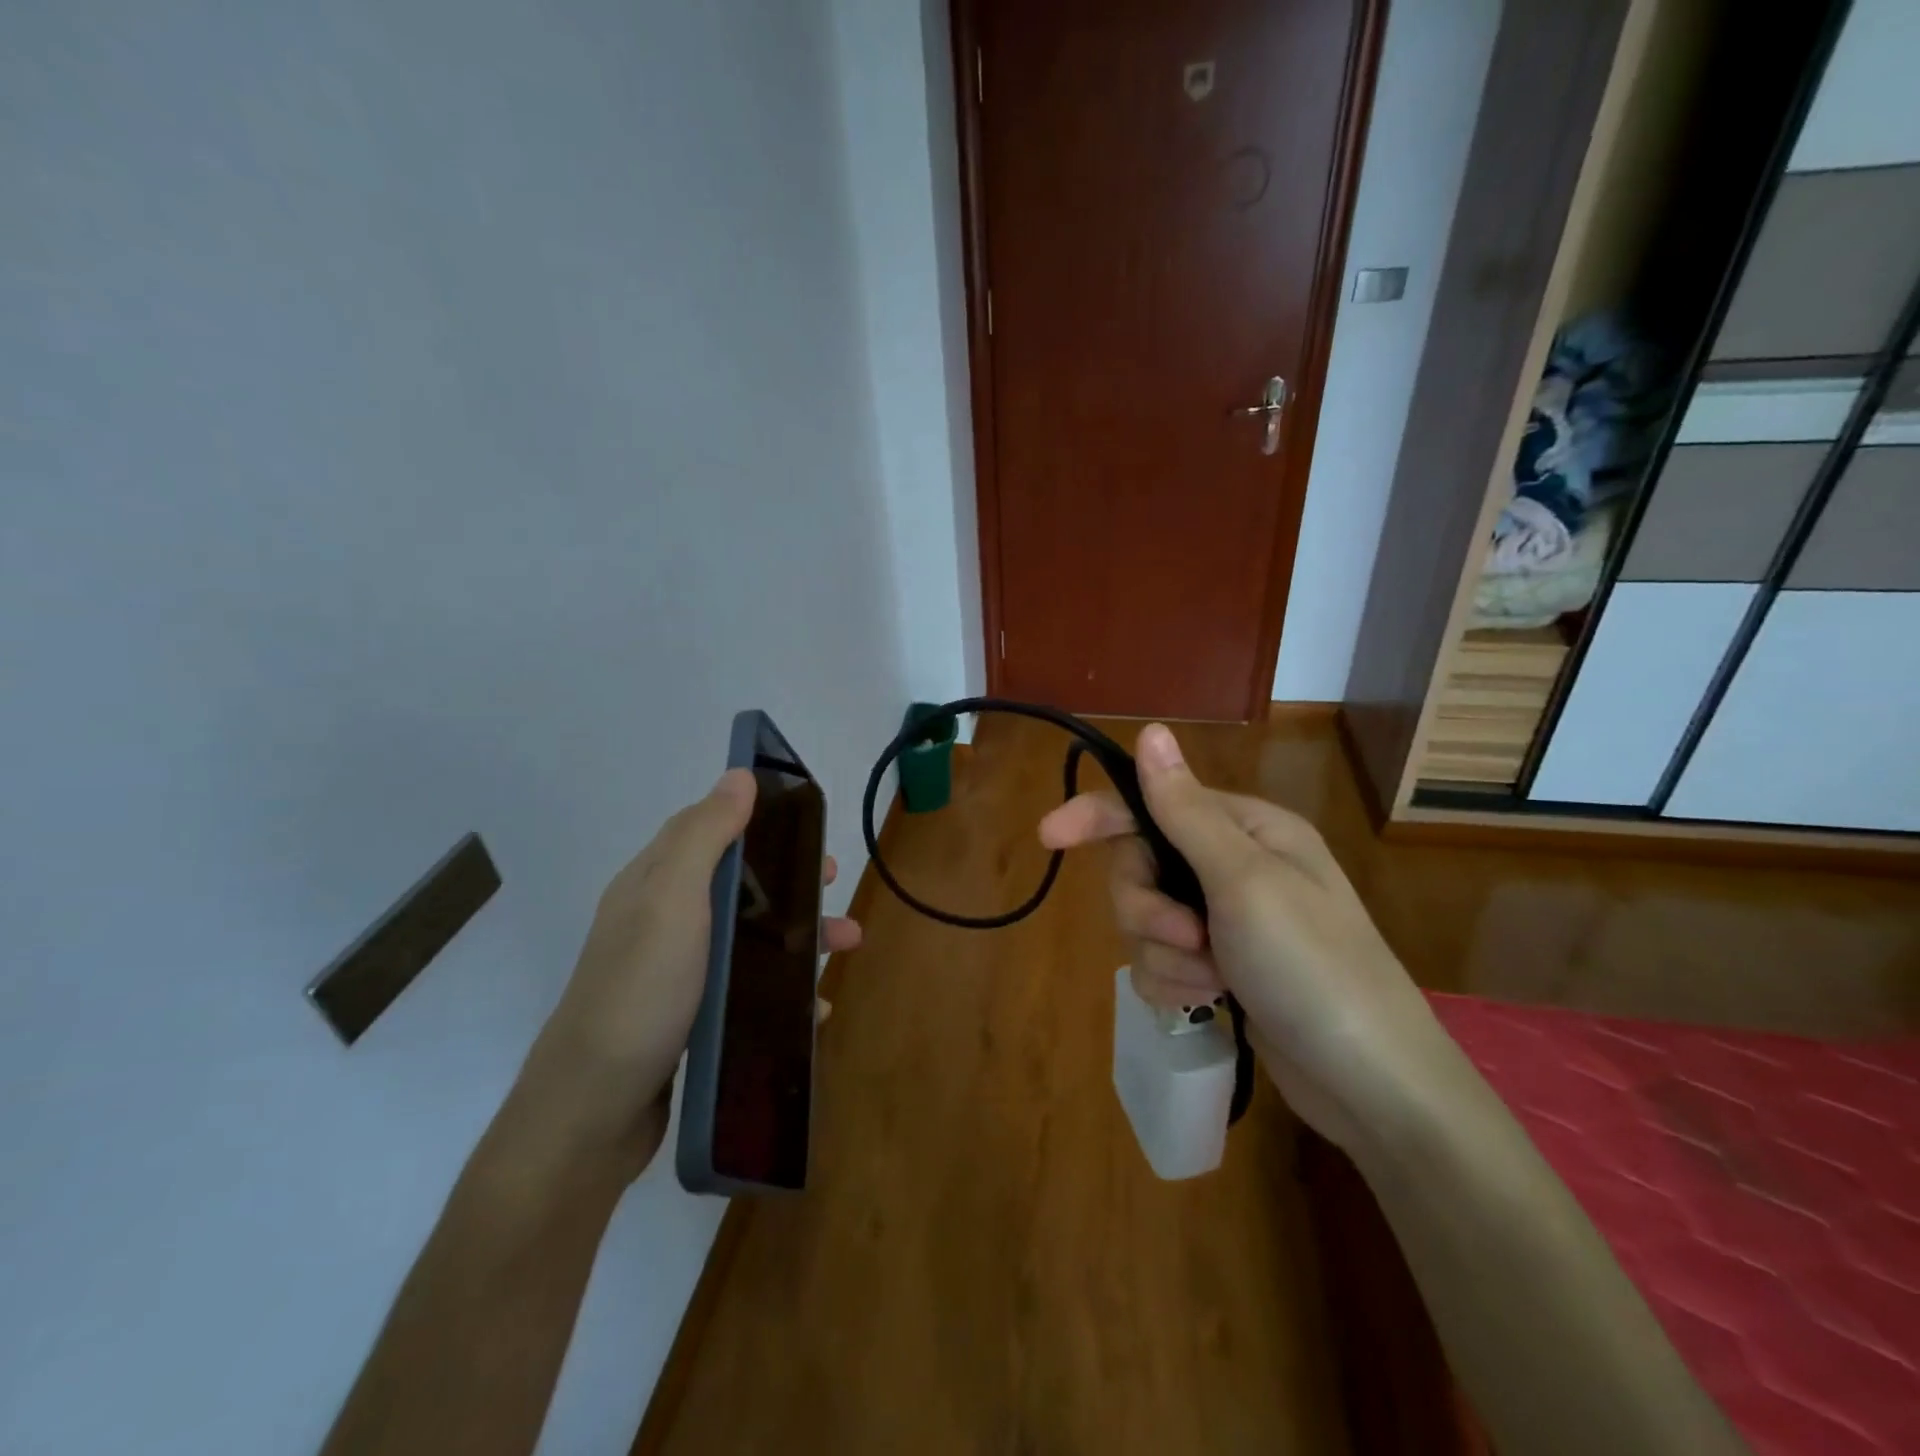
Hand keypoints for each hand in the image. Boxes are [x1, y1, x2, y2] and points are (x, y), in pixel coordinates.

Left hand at [511, 769, 861, 1179]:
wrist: (594, 1110)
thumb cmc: (641, 990)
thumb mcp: (672, 900)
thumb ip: (705, 834)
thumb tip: (739, 774)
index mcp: (654, 884)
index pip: (704, 830)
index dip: (754, 818)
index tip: (805, 821)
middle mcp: (662, 922)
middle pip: (736, 883)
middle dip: (787, 878)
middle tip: (831, 881)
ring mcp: (676, 974)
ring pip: (749, 937)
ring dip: (799, 934)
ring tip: (846, 943)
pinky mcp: (691, 1019)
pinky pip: (748, 988)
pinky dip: (784, 988)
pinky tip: (814, 1007)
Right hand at [1039, 724, 1454, 1153]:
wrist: (1370, 1085)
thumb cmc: (1312, 967)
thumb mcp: (1244, 880)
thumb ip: (1185, 810)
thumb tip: (1150, 732)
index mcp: (1245, 829)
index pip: (1151, 804)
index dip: (1098, 816)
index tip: (1048, 835)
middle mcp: (1232, 866)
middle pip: (1140, 867)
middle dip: (1147, 908)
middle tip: (1184, 938)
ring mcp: (1225, 920)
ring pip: (1145, 920)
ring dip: (1167, 954)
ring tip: (1213, 980)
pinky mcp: (1218, 967)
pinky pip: (1160, 962)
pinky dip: (1176, 982)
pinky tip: (1210, 1002)